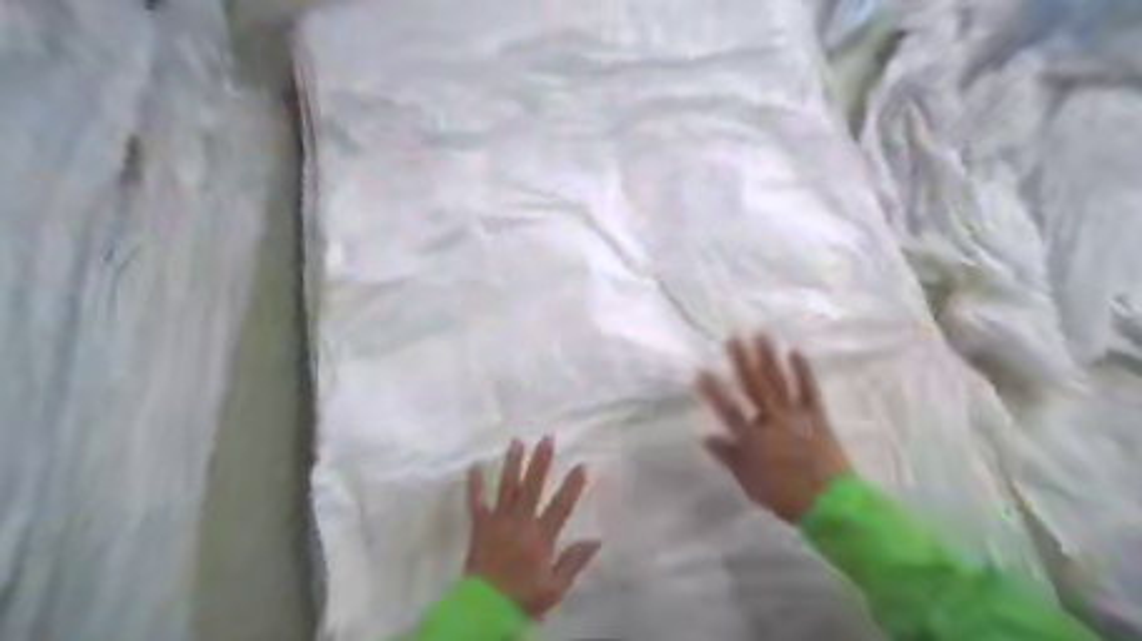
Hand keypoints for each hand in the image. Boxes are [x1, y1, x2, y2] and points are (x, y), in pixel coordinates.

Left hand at [466, 438, 601, 617]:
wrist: (484, 611)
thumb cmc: (523, 599)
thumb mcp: (555, 588)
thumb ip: (574, 561)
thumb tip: (596, 539)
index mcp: (541, 537)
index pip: (561, 505)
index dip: (573, 485)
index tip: (582, 464)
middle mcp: (520, 522)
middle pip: (533, 487)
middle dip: (541, 462)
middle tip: (547, 438)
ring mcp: (498, 522)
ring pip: (507, 487)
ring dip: (512, 464)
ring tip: (517, 442)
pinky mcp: (479, 527)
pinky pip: (476, 502)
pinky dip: (475, 484)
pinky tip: (475, 465)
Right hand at [691, 334, 851, 521]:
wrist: (831, 504)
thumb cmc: (785, 495)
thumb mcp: (749, 481)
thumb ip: (729, 457)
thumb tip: (707, 438)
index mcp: (753, 438)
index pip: (727, 409)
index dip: (713, 390)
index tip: (700, 371)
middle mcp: (772, 420)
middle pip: (753, 386)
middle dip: (742, 361)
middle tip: (733, 337)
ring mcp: (796, 415)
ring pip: (778, 382)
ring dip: (769, 357)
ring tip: (761, 334)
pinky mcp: (817, 416)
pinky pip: (809, 390)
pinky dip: (802, 371)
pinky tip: (795, 352)